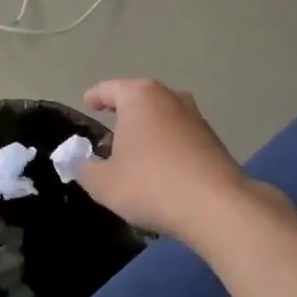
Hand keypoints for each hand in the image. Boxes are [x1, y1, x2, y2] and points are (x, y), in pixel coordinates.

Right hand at [78, 80, 257, 242]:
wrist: (217, 207)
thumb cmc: (150, 184)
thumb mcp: (103, 183)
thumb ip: (84, 168)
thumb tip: (79, 161)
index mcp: (139, 97)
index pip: (109, 89)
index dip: (95, 97)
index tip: (88, 104)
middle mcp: (170, 97)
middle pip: (139, 98)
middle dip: (124, 112)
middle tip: (109, 130)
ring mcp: (196, 117)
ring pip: (163, 116)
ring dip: (148, 129)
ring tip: (135, 151)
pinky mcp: (214, 140)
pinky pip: (180, 136)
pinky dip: (167, 145)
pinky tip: (161, 168)